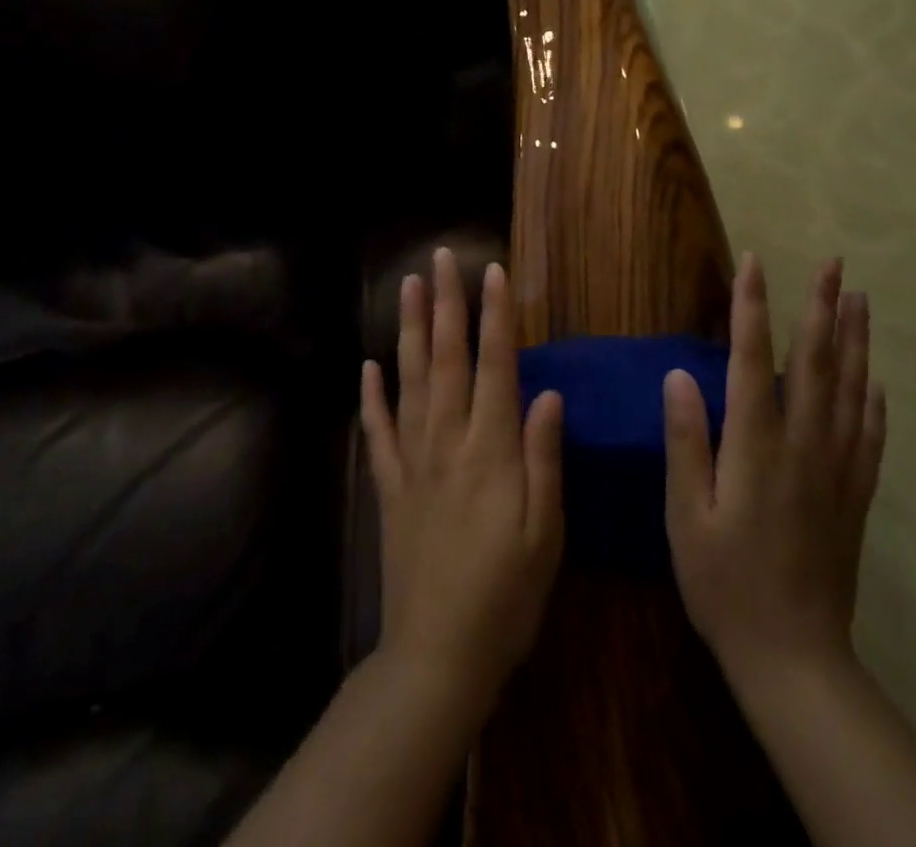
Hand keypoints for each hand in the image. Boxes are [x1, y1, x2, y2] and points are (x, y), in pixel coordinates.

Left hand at [360, 248, 564, 714]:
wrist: (437, 657)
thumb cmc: (507, 597)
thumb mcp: (546, 533)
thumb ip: (545, 458)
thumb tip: (547, 392)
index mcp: (492, 451)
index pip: (495, 367)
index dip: (495, 317)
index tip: (492, 272)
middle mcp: (448, 442)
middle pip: (446, 359)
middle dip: (446, 304)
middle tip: (441, 257)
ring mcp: (412, 462)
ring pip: (410, 381)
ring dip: (409, 330)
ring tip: (408, 286)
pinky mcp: (389, 487)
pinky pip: (378, 432)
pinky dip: (372, 397)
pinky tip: (368, 366)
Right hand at [663, 255, 885, 685]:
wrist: (793, 656)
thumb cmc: (724, 582)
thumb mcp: (686, 515)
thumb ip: (686, 441)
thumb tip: (680, 374)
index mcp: (757, 445)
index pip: (753, 358)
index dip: (752, 306)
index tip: (754, 262)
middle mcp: (804, 444)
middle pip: (816, 361)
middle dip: (821, 306)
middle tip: (832, 263)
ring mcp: (837, 468)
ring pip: (850, 389)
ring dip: (854, 339)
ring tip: (859, 298)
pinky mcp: (855, 494)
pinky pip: (870, 434)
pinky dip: (873, 399)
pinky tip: (875, 379)